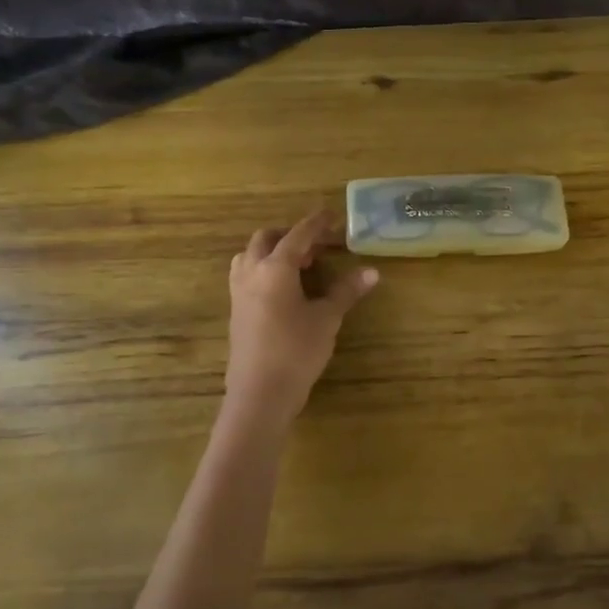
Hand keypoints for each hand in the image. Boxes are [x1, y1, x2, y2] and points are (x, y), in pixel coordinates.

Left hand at [225, 210, 377, 419]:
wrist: (259, 393)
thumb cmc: (296, 351)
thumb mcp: (326, 319)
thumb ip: (346, 291)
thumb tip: (372, 272)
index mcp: (274, 268)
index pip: (298, 235)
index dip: (316, 223)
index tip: (332, 214)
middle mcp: (251, 272)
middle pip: (267, 238)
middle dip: (291, 235)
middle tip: (317, 245)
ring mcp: (238, 292)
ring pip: (251, 256)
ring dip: (273, 251)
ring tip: (299, 264)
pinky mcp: (235, 311)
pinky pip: (247, 275)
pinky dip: (265, 269)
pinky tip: (284, 288)